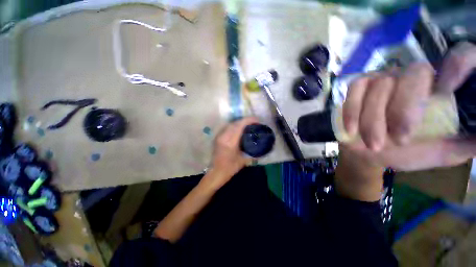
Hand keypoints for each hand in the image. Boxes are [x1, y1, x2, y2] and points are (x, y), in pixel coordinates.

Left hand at [208, 117, 257, 186]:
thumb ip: (253, 153)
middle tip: (253, 122)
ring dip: (239, 123)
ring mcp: (219, 136)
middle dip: (245, 120)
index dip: (248, 120)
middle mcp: (224, 137)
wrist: (216, 172)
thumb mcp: (244, 161)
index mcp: (230, 142)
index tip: (256, 120)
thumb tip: (263, 147)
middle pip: (235, 123)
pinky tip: (239, 129)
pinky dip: (234, 126)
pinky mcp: (218, 137)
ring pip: (230, 124)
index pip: (239, 126)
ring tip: (247, 124)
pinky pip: (227, 128)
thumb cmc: (230, 168)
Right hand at [342, 42, 475, 170]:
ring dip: (373, 120)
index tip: (449, 90)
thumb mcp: (442, 152)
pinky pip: (354, 90)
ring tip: (375, 145)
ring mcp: (384, 78)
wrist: (368, 151)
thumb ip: (466, 143)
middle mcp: (415, 76)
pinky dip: (351, 111)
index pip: (461, 57)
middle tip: (400, 139)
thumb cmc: (407, 151)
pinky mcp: (359, 86)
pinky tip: (352, 129)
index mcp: (442, 88)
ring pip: (379, 87)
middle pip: (414, 74)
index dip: (461, 63)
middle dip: (404, 110)